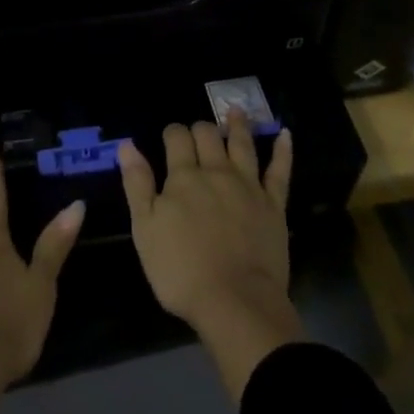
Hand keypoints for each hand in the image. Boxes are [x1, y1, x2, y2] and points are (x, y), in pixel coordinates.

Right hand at [118, 113, 304, 399]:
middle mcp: (217, 172)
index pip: (177, 138)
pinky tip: (285, 135)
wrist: (235, 302)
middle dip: (200, 128)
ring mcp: (248, 186)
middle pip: (208, 135)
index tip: (170, 137)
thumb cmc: (181, 270)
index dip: (172, 133)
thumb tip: (127, 145)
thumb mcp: (145, 229)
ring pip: (243, 144)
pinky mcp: (274, 205)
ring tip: (236, 110)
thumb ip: (137, 184)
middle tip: (197, 132)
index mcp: (184, 177)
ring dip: (238, 125)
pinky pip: (280, 171)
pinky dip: (283, 151)